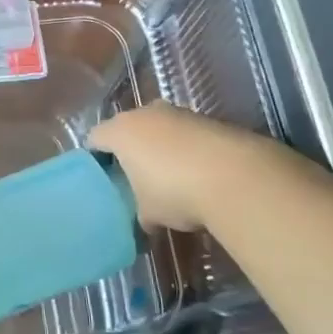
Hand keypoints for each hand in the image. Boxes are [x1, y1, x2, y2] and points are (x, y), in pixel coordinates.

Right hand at [89, 103, 258, 232]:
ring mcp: (179, 113)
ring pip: (159, 129)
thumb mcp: (148, 213)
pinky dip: (186, 150)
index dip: (95, 158)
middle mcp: (146, 114)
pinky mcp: (209, 120)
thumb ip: (139, 212)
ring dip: (160, 148)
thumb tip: (145, 220)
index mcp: (121, 131)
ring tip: (169, 178)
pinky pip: (186, 134)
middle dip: (130, 151)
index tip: (101, 179)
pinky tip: (197, 174)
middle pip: (128, 129)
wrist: (237, 177)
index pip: (95, 139)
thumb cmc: (175, 192)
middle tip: (133, 178)